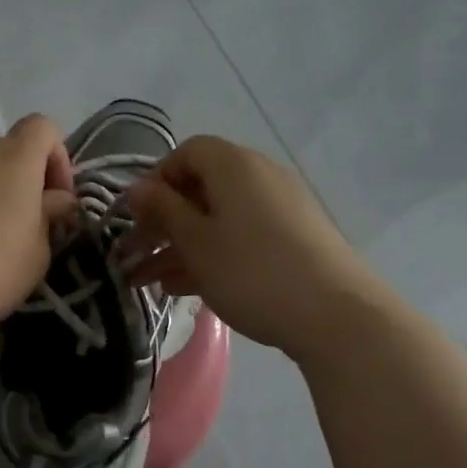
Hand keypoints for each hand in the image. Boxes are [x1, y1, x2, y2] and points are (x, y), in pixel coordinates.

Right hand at [124, 136, 382, 356]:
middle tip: (131, 253)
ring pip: (216, 219)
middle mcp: (259, 177)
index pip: (186, 153)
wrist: (335, 314)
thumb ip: (163, 210)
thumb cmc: (251, 270)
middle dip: (161, 221)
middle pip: (200, 188)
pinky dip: (209, 255)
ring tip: (145, 281)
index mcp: (234, 166)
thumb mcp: (195, 241)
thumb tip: (138, 188)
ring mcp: (279, 210)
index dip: (155, 180)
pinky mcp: (291, 240)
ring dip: (178, 245)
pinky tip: (181, 288)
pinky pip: (239, 237)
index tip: (135, 216)